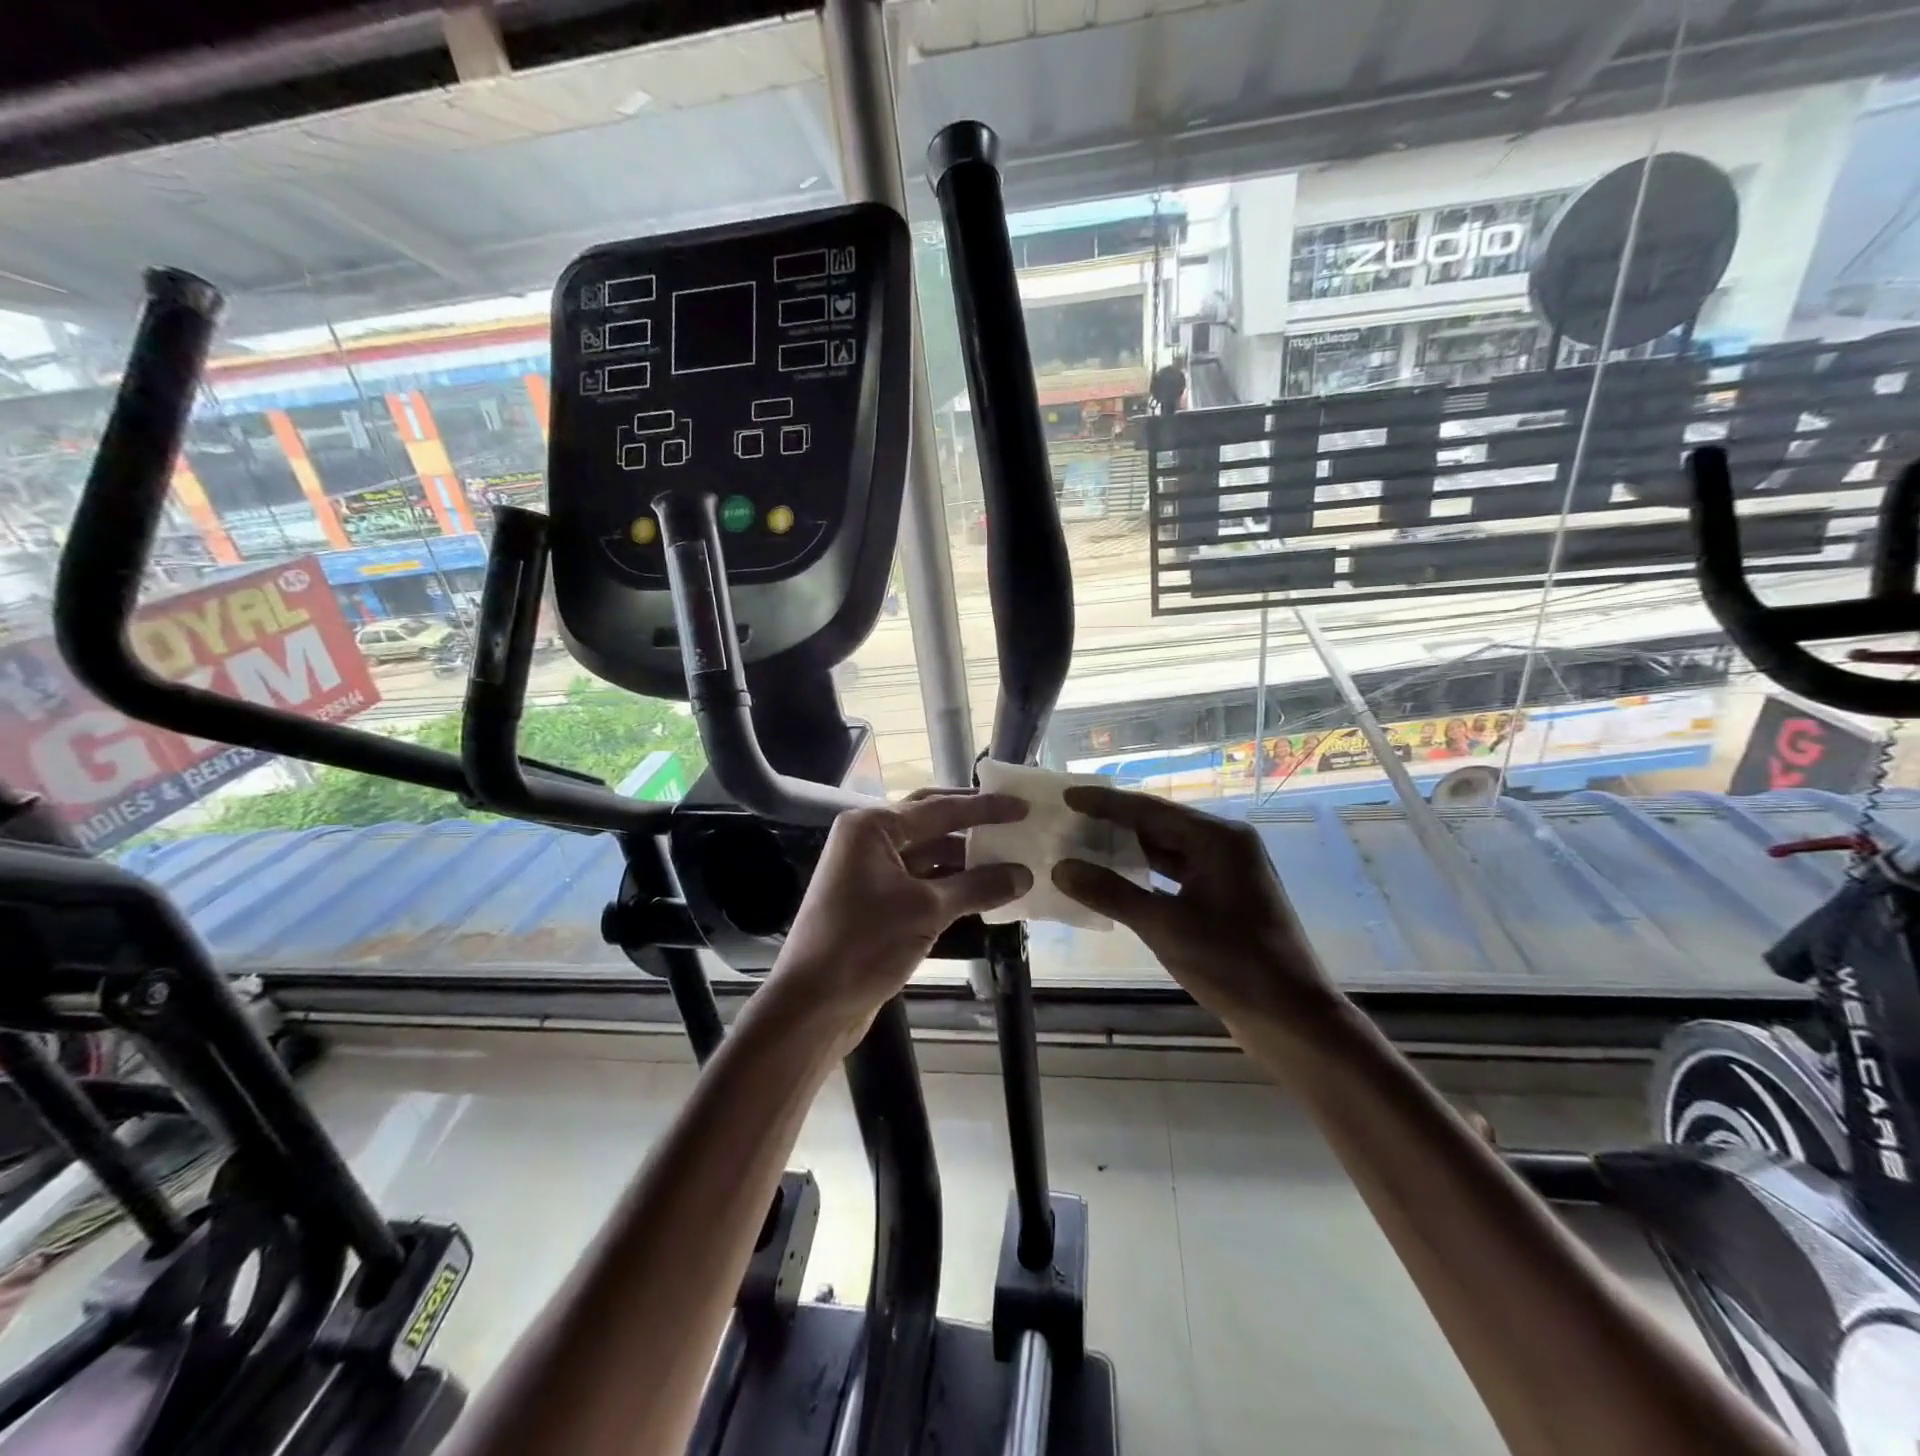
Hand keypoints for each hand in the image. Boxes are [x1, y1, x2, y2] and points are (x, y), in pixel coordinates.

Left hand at [771, 791, 1032, 1027]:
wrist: (813, 1004)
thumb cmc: (865, 944)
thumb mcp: (927, 910)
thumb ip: (978, 886)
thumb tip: (1023, 874)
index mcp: (872, 827)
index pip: (939, 808)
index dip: (985, 808)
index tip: (1022, 807)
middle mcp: (868, 840)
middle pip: (931, 823)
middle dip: (972, 825)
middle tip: (1014, 823)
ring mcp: (869, 872)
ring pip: (927, 855)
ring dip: (965, 860)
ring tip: (1009, 861)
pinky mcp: (875, 902)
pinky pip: (921, 882)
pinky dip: (951, 885)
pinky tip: (983, 893)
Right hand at [1052, 785, 1333, 1024]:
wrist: (1292, 1018)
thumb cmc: (1232, 964)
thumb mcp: (1165, 926)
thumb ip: (1111, 893)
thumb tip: (1061, 868)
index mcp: (1218, 839)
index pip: (1149, 810)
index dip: (1105, 804)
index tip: (1067, 796)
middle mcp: (1225, 845)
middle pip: (1159, 825)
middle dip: (1114, 824)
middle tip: (1070, 820)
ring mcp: (1227, 872)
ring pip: (1167, 850)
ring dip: (1128, 850)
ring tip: (1084, 845)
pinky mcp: (1225, 898)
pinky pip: (1176, 874)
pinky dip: (1145, 875)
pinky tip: (1115, 880)